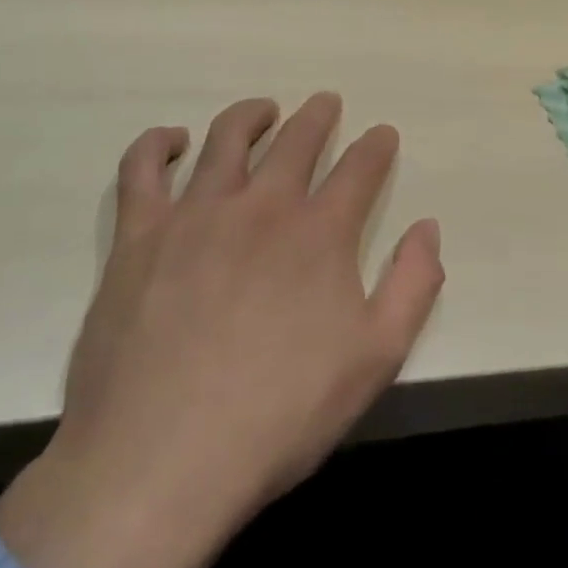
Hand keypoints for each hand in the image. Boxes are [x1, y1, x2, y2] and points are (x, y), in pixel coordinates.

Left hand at [0, 93, 443, 567]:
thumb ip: (412, 286)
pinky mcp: (139, 236)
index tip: (382, 134)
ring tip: (264, 109)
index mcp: (320, 233)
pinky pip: (142, 168)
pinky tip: (173, 141)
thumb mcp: (375, 360)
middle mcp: (262, 206)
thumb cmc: (279, 416)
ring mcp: (195, 214)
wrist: (160, 463)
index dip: (376, 146)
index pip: (360, 169)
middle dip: (319, 116)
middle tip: (326, 104)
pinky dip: (158, 143)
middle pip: (297, 139)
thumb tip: (428, 228)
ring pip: (228, 138)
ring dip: (252, 115)